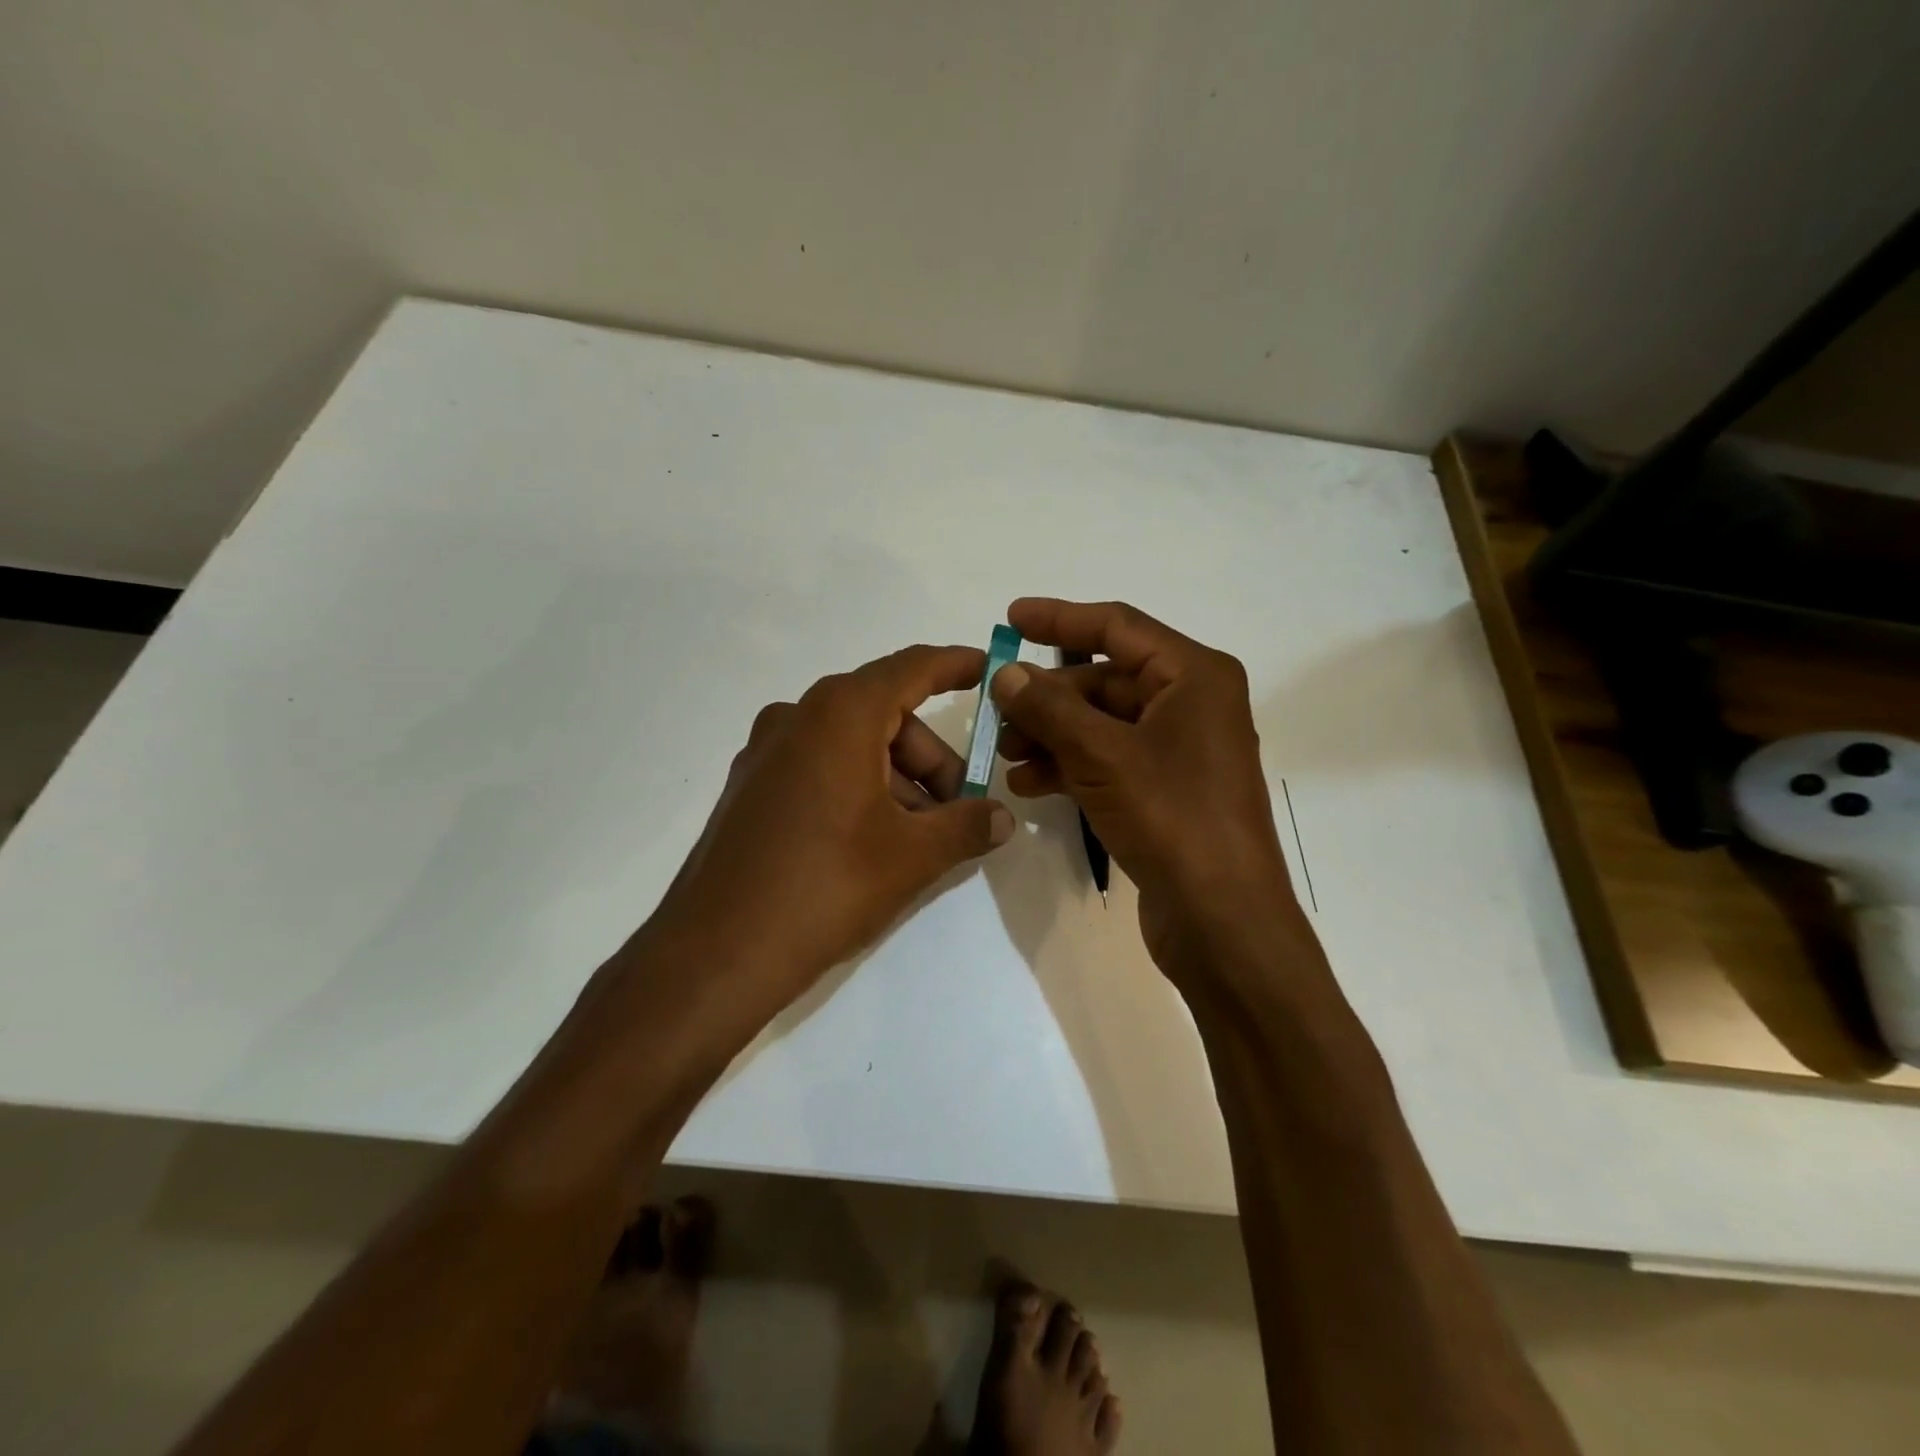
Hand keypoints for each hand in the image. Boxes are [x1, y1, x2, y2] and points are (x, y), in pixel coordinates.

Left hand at [638, 645, 1014, 1032]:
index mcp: (839, 714)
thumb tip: (1003, 818)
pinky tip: (874, 842)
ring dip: (897, 780)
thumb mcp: (912, 856)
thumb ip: (967, 825)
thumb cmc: (825, 886)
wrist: (714, 954)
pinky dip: (859, 789)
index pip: (910, 668)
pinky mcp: (749, 789)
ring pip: (852, 745)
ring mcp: (765, 753)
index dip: (954, 665)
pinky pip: (819, 768)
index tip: (989, 669)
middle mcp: (797, 717)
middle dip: (932, 758)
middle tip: (960, 809)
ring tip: (920, 839)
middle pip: (884, 715)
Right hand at [991, 598, 1302, 979]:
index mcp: (1193, 675)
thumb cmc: (1172, 818)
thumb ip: (1049, 709)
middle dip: (1048, 697)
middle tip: (997, 711)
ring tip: (1007, 756)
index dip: (1060, 619)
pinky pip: (1108, 760)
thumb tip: (1006, 672)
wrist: (1221, 919)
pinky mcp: (1165, 790)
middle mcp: (1191, 703)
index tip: (1010, 620)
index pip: (1117, 627)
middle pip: (1105, 680)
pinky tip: (1029, 786)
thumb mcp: (1103, 756)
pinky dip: (1069, 767)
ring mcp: (1179, 750)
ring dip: (1052, 736)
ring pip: (1102, 724)